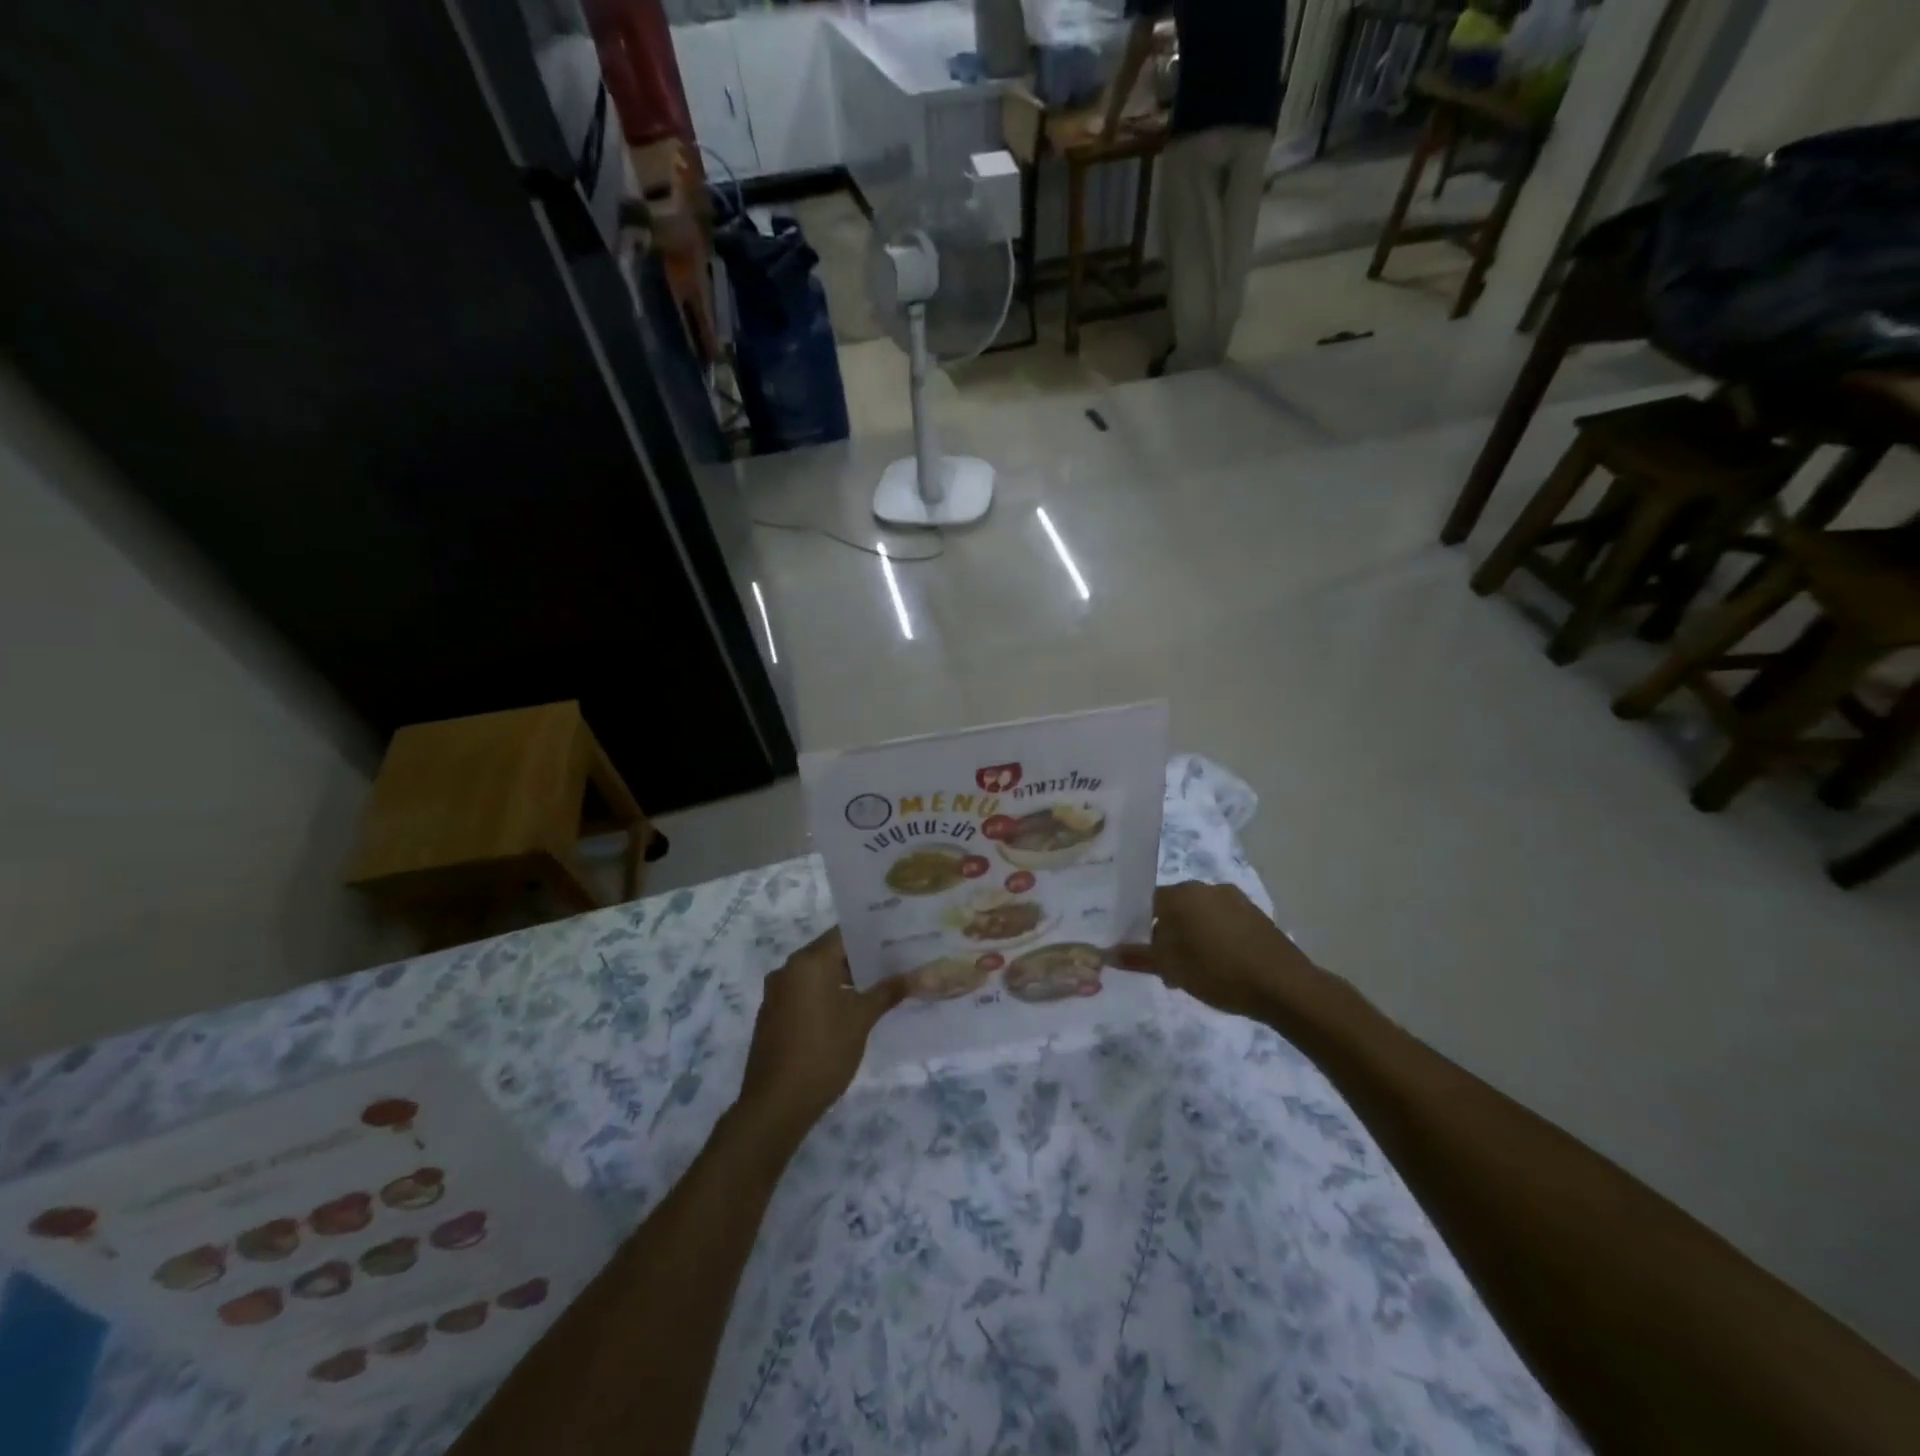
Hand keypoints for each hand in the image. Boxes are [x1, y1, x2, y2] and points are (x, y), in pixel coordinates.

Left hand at [737, 927, 904, 1138]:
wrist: (776, 1103)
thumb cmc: (823, 1052)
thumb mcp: (861, 1020)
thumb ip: (886, 992)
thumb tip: (913, 976)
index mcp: (808, 962)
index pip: (844, 934)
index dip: (871, 936)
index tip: (895, 939)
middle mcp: (788, 969)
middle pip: (829, 952)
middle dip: (860, 959)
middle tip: (893, 963)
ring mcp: (776, 993)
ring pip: (816, 974)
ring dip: (843, 978)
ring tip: (877, 987)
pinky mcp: (772, 1015)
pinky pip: (803, 992)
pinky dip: (825, 994)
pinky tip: (848, 1010)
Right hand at [1108, 882, 1324, 1020]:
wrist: (1285, 986)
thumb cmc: (1219, 972)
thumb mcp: (1172, 969)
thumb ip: (1138, 957)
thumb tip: (1106, 952)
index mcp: (1181, 894)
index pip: (1147, 902)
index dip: (1139, 928)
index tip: (1141, 952)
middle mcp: (1205, 887)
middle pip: (1173, 908)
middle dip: (1166, 935)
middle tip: (1166, 967)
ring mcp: (1234, 898)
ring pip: (1199, 915)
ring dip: (1191, 938)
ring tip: (1194, 972)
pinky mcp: (1255, 914)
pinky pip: (1222, 921)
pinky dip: (1214, 938)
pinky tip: (1220, 966)